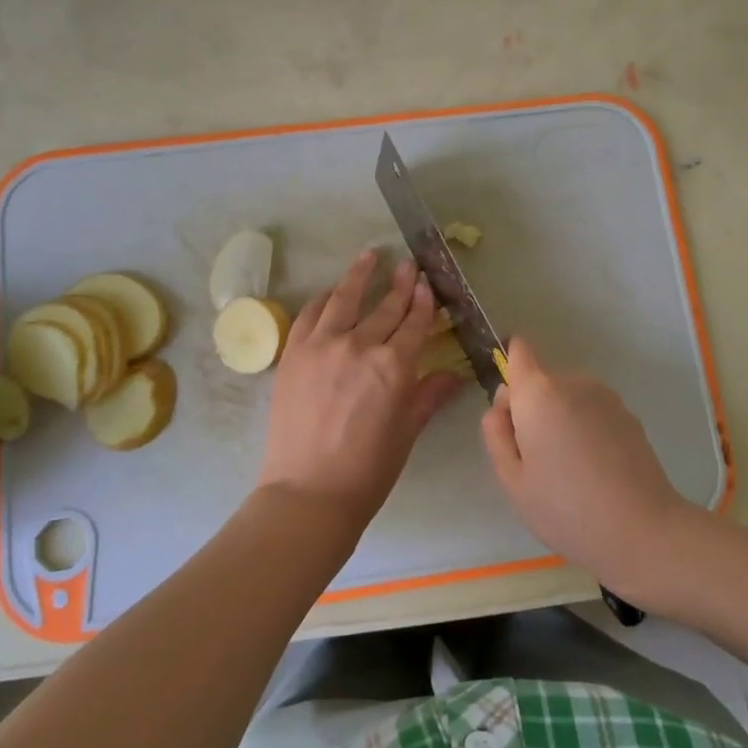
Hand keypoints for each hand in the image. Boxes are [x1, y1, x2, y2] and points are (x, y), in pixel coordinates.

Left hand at [256, 250, 463, 528]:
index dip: (422, 301)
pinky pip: (309, 315)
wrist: (307, 492)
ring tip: (369, 255)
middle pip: (384, 307)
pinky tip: (329, 292)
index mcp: (394, 366)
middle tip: (408, 264)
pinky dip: (322, 300)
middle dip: (399, 283)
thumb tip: (454, 376)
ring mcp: (322, 345)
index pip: (414, 323)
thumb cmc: (368, 470)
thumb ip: (428, 396)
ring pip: (344, 299)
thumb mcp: (407, 432)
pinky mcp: (293, 353)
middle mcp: (360, 345)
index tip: (427, 282)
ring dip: (359, 275)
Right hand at [481, 336, 696, 599]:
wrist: (641, 531)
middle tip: (537, 461)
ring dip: (561, 421)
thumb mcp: (512, 480)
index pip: (519, 352)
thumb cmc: (565, 509)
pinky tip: (595, 472)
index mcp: (539, 394)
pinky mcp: (629, 416)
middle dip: (533, 410)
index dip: (510, 371)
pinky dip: (587, 431)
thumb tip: (501, 408)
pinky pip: (592, 412)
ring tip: (569, 471)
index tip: (512, 413)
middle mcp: (574, 383)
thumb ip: (496, 434)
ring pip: (567, 399)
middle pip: (541, 382)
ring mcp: (606, 397)